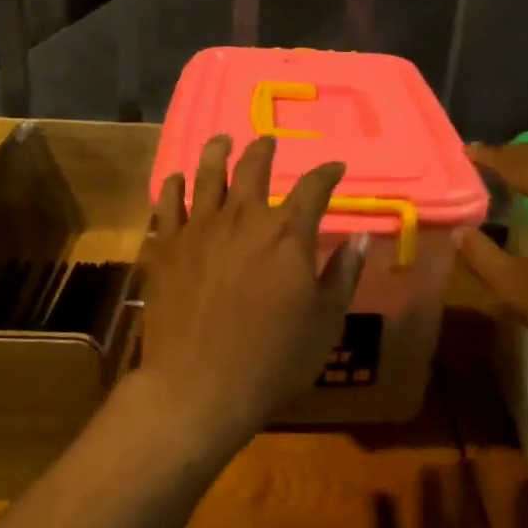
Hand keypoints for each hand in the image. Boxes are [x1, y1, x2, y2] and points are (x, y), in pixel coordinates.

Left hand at [137, 133, 366, 455]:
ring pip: (208, 175)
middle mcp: (244, 218)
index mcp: (288, 234)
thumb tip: (360, 239)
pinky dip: (174, 186)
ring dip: (217, 152)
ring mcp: (200, 229)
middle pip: (255, 168)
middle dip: (265, 149)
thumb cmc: (272, 359)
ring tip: (222, 140)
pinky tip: (177, 179)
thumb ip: (342, 275)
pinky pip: (168, 204)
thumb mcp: (324, 322)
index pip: (314, 187)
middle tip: (268, 141)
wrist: (198, 387)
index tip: (335, 167)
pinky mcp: (167, 247)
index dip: (327, 173)